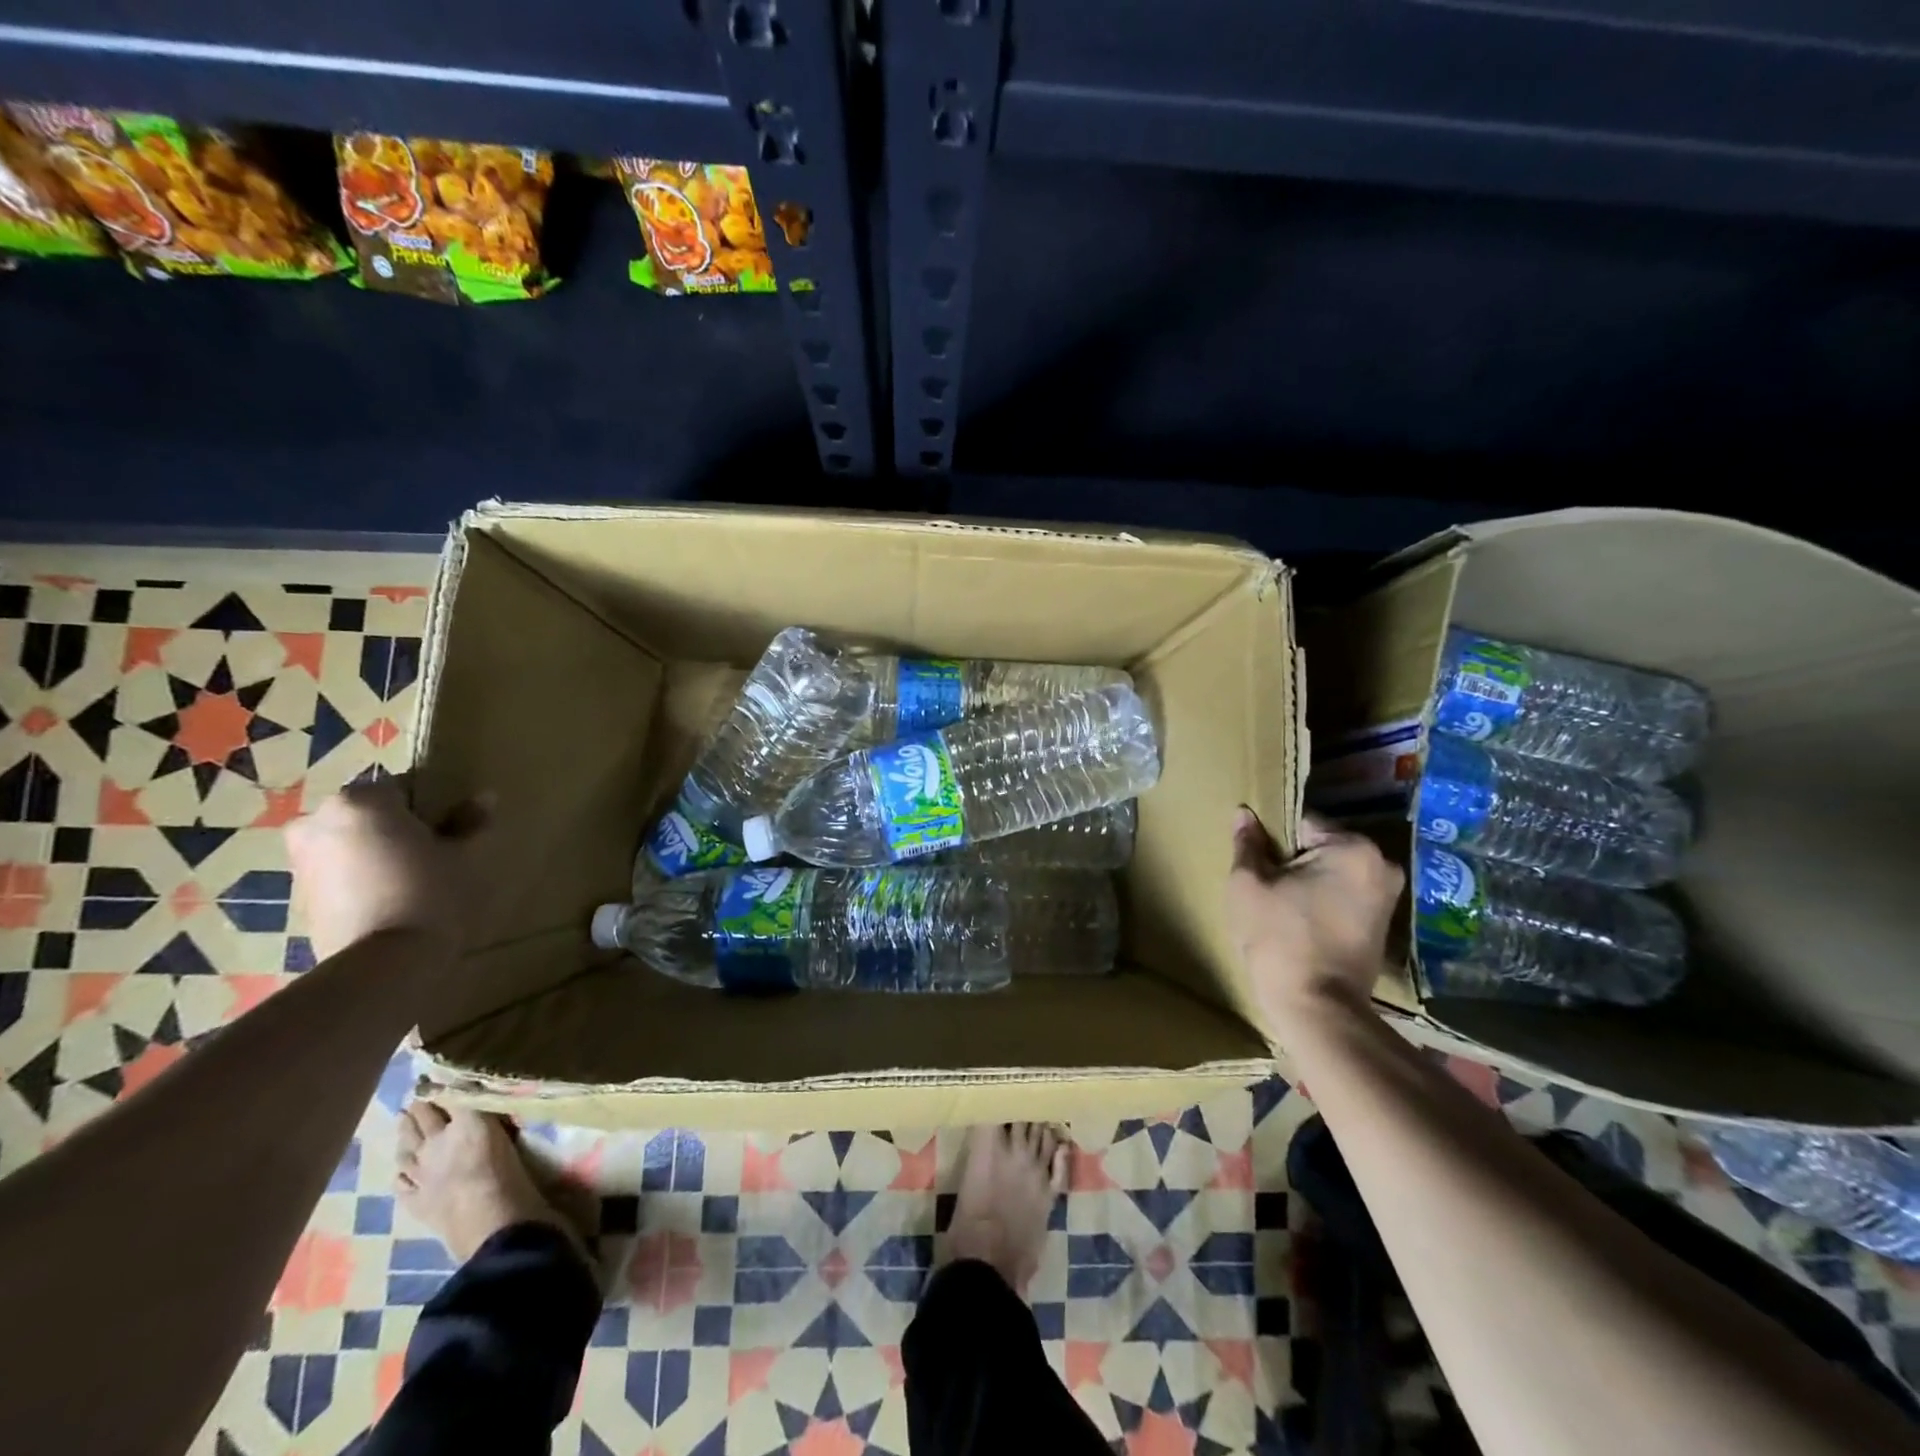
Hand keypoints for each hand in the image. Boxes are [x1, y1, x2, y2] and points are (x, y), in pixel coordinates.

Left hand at [286, 774, 493, 961]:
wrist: (383, 962)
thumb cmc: (431, 892)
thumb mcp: (463, 854)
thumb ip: (470, 822)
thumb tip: (485, 796)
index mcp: (361, 801)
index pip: (400, 787)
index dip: (427, 808)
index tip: (445, 831)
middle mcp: (319, 820)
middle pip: (367, 813)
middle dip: (393, 827)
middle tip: (428, 854)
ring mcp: (301, 858)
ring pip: (349, 841)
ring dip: (374, 851)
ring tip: (408, 879)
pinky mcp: (297, 893)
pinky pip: (336, 870)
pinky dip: (358, 876)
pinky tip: (387, 898)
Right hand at [1226, 807, 1403, 1019]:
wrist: (1315, 1006)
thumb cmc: (1278, 937)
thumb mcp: (1248, 884)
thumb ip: (1247, 844)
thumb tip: (1244, 813)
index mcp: (1353, 848)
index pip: (1302, 823)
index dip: (1272, 840)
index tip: (1257, 861)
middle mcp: (1382, 865)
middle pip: (1321, 846)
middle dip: (1293, 859)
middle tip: (1266, 883)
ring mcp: (1388, 897)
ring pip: (1333, 872)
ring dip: (1308, 880)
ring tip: (1280, 902)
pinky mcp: (1383, 924)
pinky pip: (1345, 895)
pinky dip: (1323, 900)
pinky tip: (1300, 919)